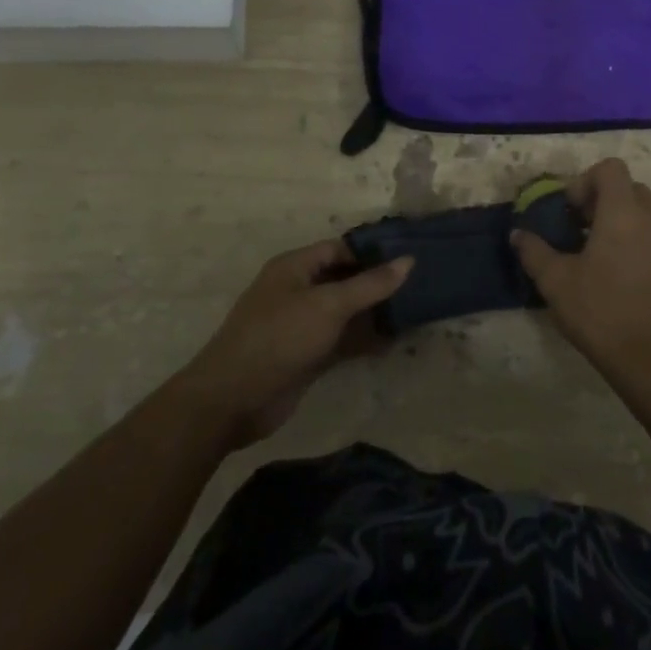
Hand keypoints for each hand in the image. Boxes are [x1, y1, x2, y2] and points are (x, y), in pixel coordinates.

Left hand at [176, 241, 412, 449]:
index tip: (408, 257)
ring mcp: (301, 325)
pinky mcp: (305, 356)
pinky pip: (341, 340)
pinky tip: (394, 341)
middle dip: (377, 283)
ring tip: (414, 311)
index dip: (372, 252)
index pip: (340, 249)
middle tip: (418, 284)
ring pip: (345, 312)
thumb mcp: (328, 305)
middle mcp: (297, 290)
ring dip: (373, 313)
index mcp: (294, 267)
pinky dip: (364, 340)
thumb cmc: (279, 337)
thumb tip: (408, 260)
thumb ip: (370, 284)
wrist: (232, 400)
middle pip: (343, 279)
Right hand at [511, 158, 650, 396]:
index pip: (610, 168)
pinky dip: (630, 237)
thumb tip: (518, 234)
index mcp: (623, 213)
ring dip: (616, 218)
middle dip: (600, 198)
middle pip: (627, 186)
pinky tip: (609, 270)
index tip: (568, 210)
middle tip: (577, 226)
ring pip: (641, 210)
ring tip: (591, 249)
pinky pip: (650, 233)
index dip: (585, 180)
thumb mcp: (556, 282)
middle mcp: (650, 219)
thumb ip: (534, 251)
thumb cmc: (601, 312)